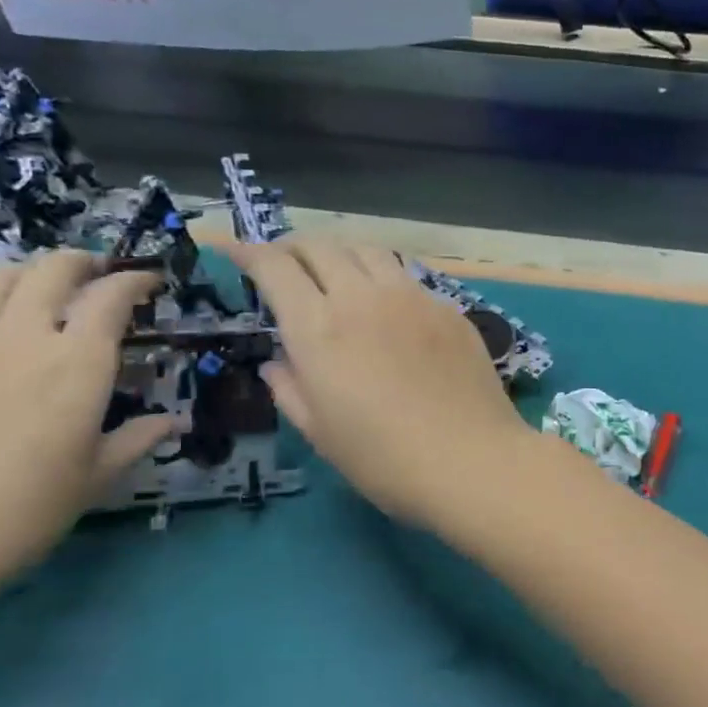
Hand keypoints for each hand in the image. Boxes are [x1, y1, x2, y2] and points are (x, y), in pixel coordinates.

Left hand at [0, 251, 174, 615]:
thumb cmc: (18, 517)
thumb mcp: (94, 481)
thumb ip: (136, 440)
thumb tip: (174, 422)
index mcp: (77, 365)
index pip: (111, 298)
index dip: (134, 281)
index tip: (148, 281)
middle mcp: (18, 338)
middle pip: (51, 270)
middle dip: (80, 262)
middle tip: (94, 273)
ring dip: (22, 274)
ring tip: (33, 290)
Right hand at [228, 237, 532, 528]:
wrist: (473, 460)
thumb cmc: (386, 460)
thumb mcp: (321, 433)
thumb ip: (290, 388)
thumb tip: (277, 362)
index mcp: (320, 328)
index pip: (275, 267)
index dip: (248, 252)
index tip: (234, 250)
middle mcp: (363, 298)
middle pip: (321, 246)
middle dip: (292, 247)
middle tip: (283, 263)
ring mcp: (412, 297)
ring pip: (367, 249)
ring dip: (340, 252)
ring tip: (334, 271)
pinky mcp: (448, 307)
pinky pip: (406, 275)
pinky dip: (381, 276)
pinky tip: (386, 303)